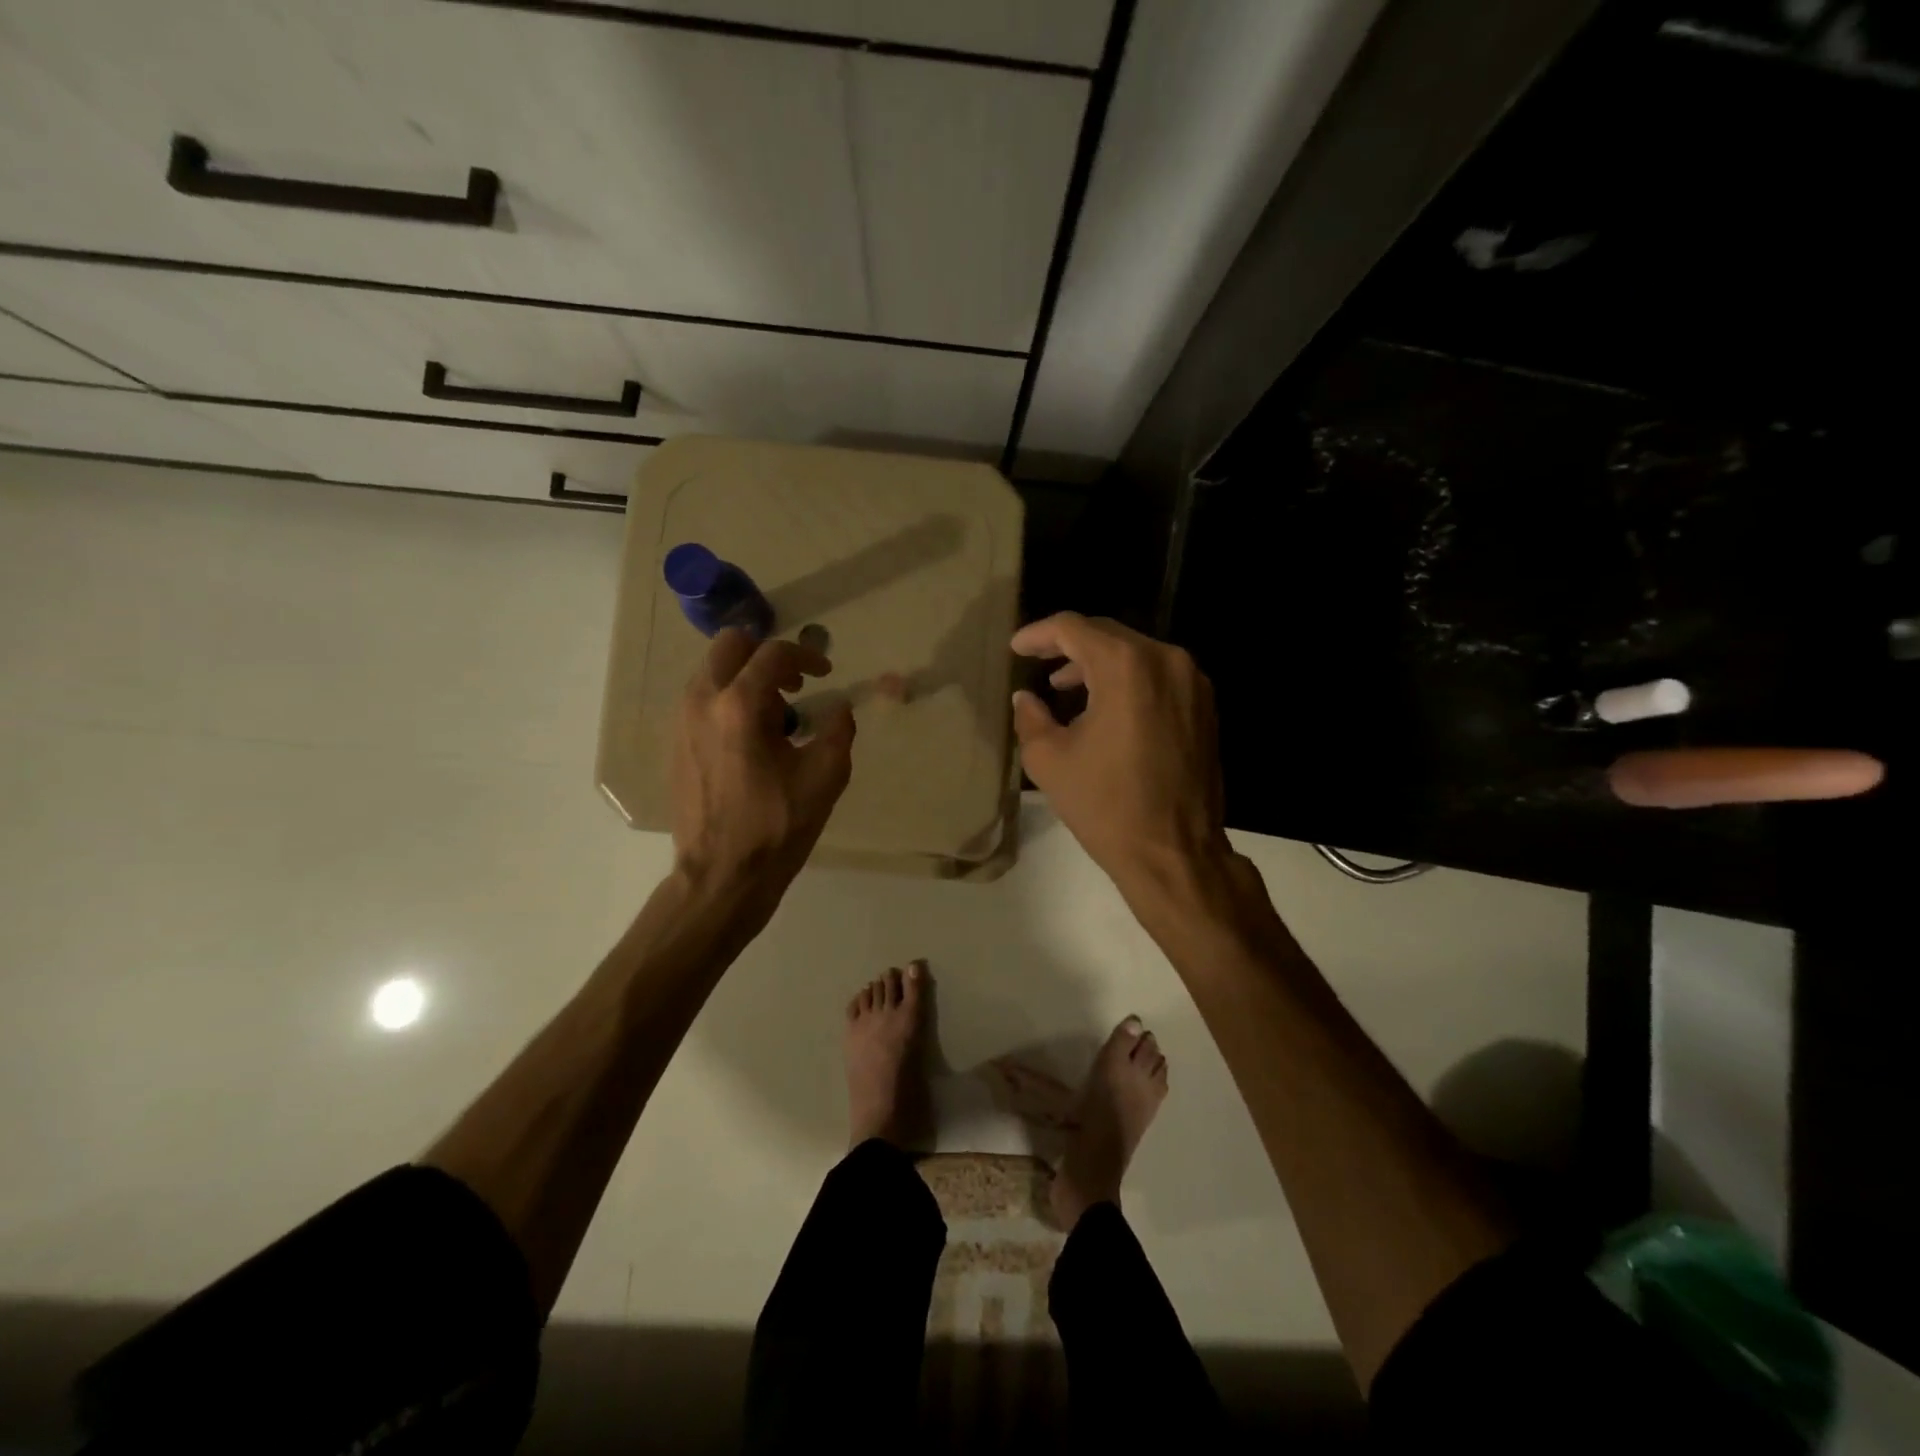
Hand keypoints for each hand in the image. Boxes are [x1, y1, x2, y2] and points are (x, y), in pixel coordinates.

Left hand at [672, 628, 854, 894]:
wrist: (721, 876)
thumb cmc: (776, 827)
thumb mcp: (824, 778)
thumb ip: (838, 731)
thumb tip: (839, 709)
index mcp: (739, 706)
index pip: (772, 653)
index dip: (806, 655)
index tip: (826, 673)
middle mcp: (701, 702)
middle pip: (729, 645)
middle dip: (766, 656)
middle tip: (794, 684)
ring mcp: (681, 723)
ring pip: (712, 671)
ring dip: (746, 678)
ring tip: (776, 717)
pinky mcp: (675, 744)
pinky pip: (702, 700)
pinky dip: (728, 701)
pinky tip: (752, 740)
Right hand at [1010, 612, 1230, 898]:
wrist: (1175, 852)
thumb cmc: (1106, 806)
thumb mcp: (1050, 760)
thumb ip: (1031, 717)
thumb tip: (1026, 697)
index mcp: (1127, 666)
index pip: (1074, 628)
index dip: (1038, 634)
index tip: (1016, 648)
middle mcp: (1166, 661)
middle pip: (1108, 635)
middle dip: (1068, 646)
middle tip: (1037, 662)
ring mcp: (1192, 682)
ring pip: (1135, 654)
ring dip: (1098, 664)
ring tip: (1064, 688)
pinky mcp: (1204, 706)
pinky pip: (1157, 676)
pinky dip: (1127, 681)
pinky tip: (1104, 706)